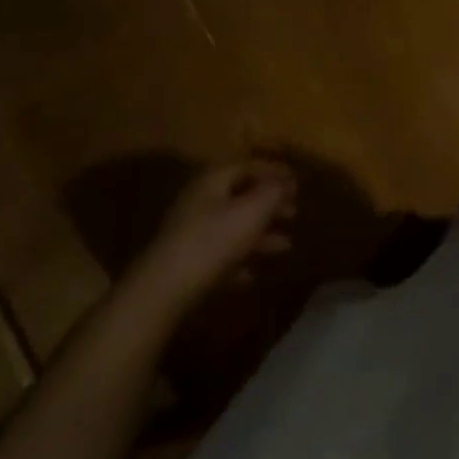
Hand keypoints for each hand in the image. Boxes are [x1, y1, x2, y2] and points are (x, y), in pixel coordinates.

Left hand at [137, 160, 296, 305]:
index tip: (297, 182)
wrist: (161, 293)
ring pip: (233, 227)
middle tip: (294, 212)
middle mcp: (201, 201)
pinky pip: (220, 256)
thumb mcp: (252, 211)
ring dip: (260, 235)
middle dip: (270, 204)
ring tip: (286, 246)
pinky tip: (253, 275)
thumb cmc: (213, 241)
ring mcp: (191, 234)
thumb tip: (286, 181)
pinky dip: (239, 261)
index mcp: (214, 180)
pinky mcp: (186, 265)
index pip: (249, 165)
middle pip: (242, 195)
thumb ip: (273, 192)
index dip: (275, 171)